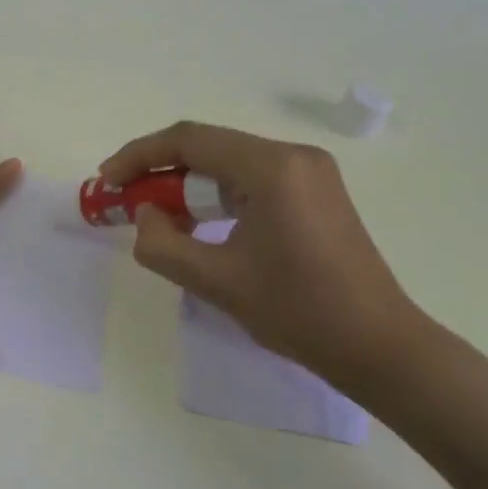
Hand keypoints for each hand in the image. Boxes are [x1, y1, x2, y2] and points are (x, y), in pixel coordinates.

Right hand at [98, 122, 433, 387]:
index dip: (139, 156)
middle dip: (160, 171)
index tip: (107, 181)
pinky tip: (198, 223)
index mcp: (272, 168)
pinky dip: (216, 195)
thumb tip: (145, 214)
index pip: (189, 141)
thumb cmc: (299, 312)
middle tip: (125, 201)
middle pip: (208, 147)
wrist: (380, 347)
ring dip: (187, 184)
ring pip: (227, 163)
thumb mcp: (216, 281)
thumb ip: (162, 243)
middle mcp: (293, 156)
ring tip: (156, 216)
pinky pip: (250, 178)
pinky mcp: (315, 191)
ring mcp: (309, 172)